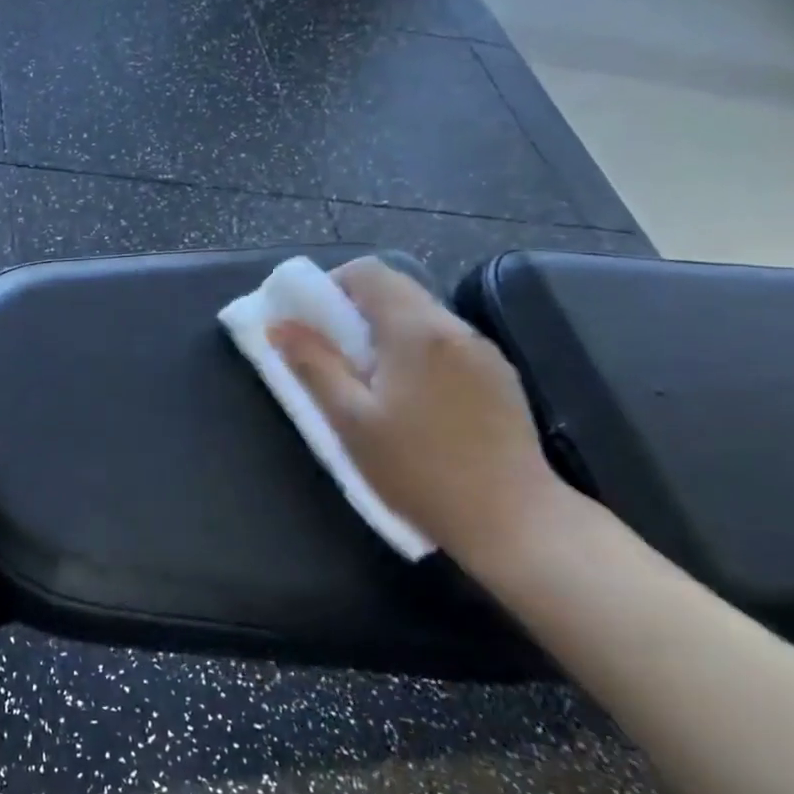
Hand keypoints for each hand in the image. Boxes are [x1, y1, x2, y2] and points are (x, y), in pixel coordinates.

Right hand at [268, 257, 562, 569]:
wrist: (515, 521)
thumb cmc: (419, 470)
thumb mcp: (351, 421)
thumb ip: (313, 365)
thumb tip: (279, 326)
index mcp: (416, 330)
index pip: (368, 272)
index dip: (332, 286)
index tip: (312, 323)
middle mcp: (454, 327)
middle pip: (396, 289)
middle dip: (355, 310)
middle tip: (332, 354)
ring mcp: (483, 350)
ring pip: (421, 316)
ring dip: (385, 331)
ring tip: (368, 380)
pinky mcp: (499, 375)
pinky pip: (445, 341)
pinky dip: (415, 350)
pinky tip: (411, 398)